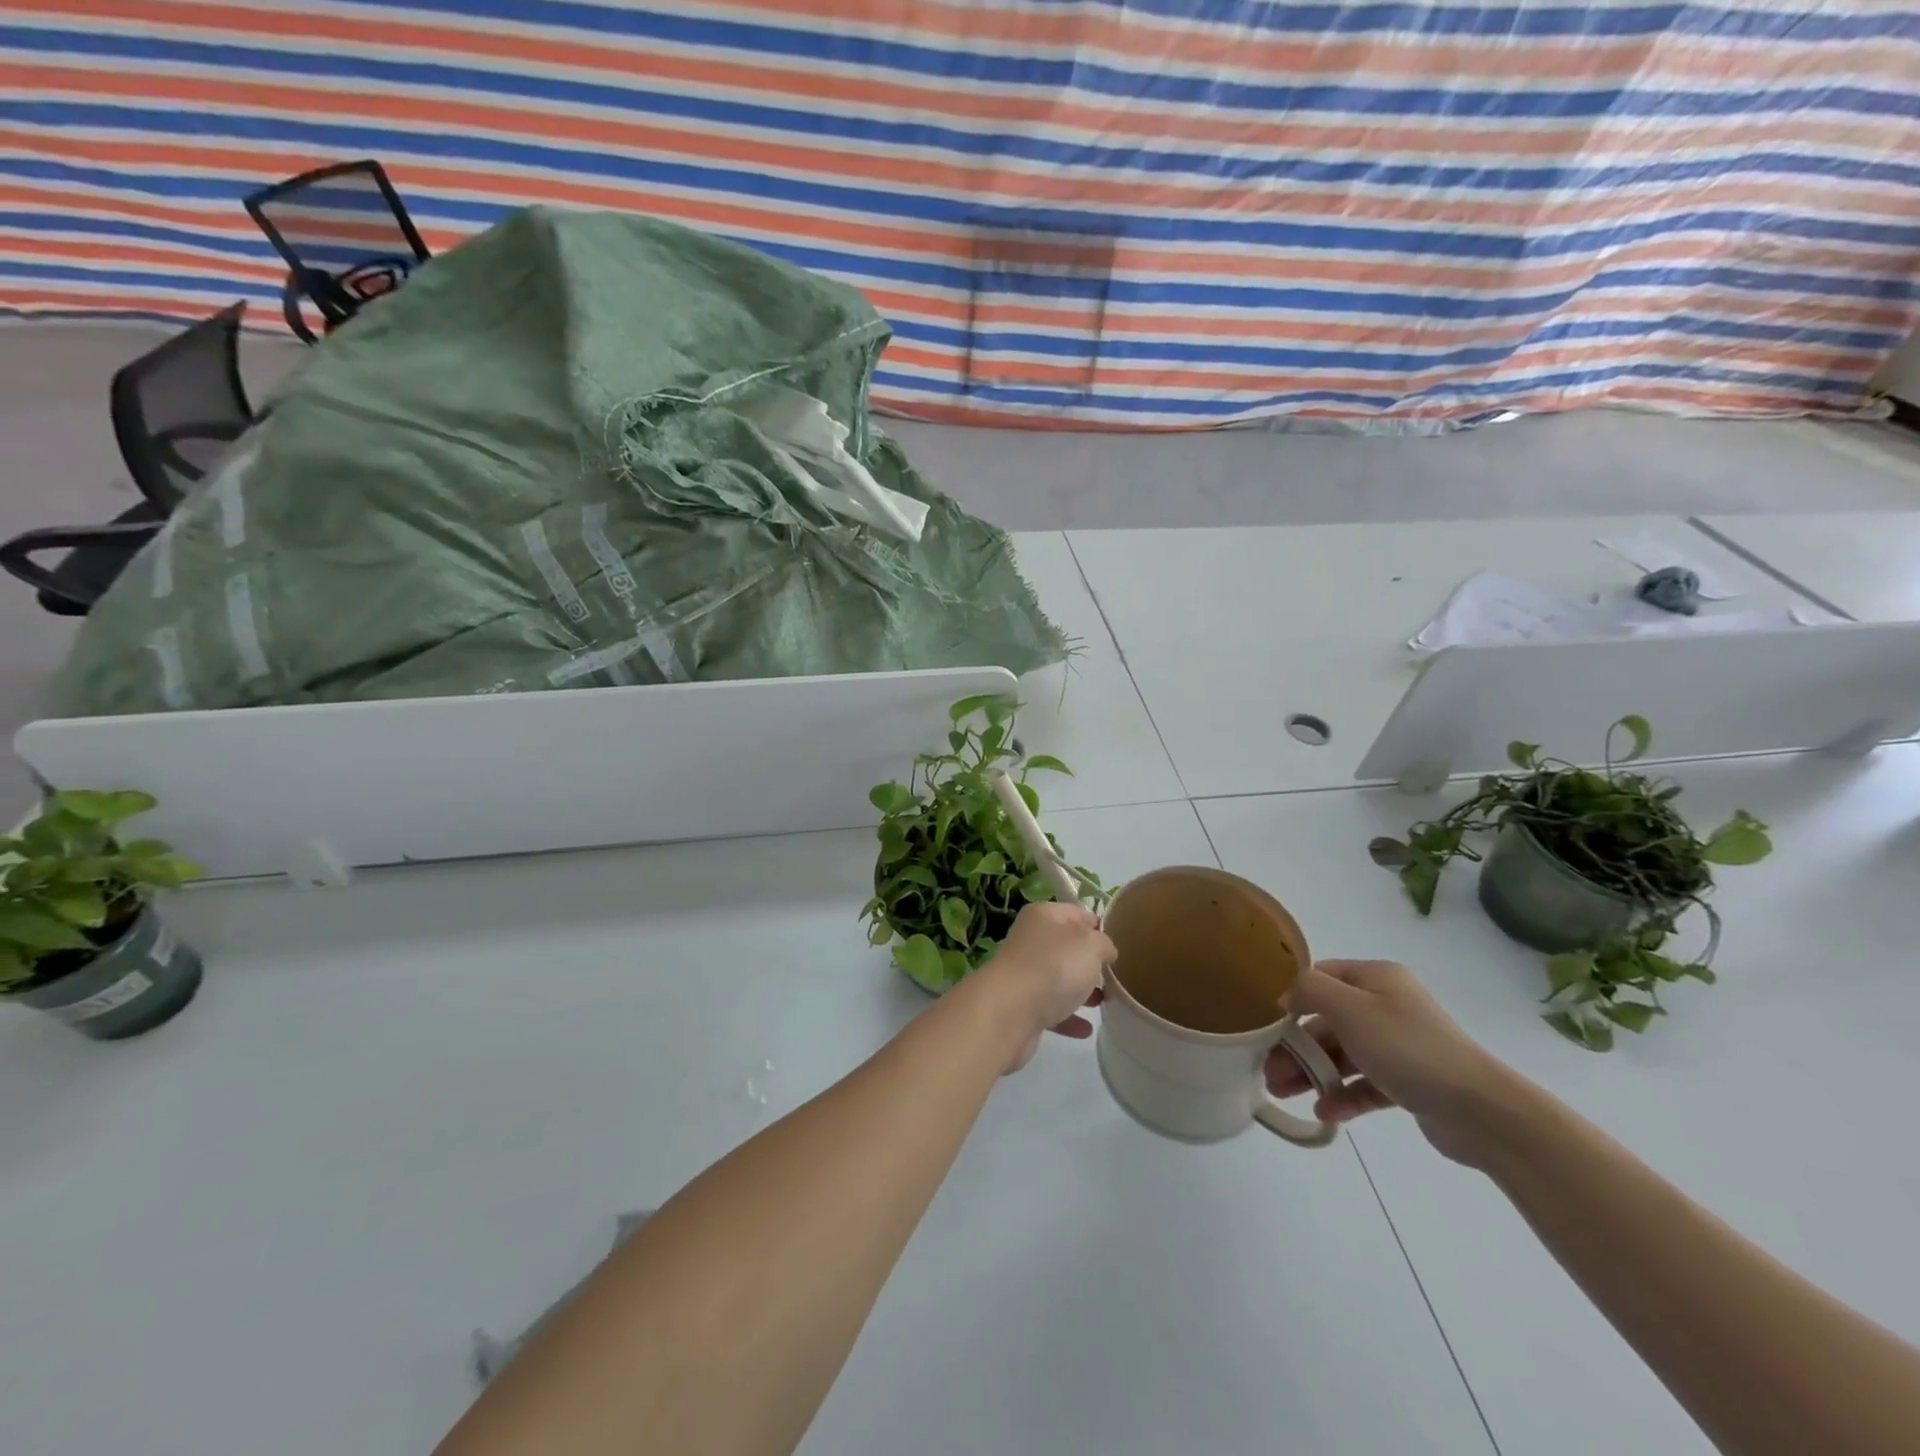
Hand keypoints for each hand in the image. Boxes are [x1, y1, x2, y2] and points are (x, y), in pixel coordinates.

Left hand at [977, 902, 1114, 1073]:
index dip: (1098, 927)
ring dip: (1080, 990)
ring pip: (1058, 978)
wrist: (1009, 1011)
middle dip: (1090, 962)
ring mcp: (1024, 973)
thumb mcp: (1091, 945)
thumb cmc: (1054, 966)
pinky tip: (1085, 1029)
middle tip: (1114, 976)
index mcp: (1044, 916)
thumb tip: (1104, 949)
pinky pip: (1051, 1008)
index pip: (1077, 913)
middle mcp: (1031, 940)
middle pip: (1067, 947)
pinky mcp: (1021, 1005)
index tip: (1119, 945)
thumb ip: (1103, 943)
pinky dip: (1068, 1017)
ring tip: (1104, 1003)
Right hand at [1266, 959, 1519, 1165]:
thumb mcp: (1349, 1009)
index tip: (1269, 1026)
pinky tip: (1324, 1112)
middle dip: (1297, 1046)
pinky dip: (1344, 1095)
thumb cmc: (1407, 1049)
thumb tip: (1288, 996)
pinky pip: (1366, 1084)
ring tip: (1284, 1094)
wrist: (1482, 1111)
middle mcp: (1388, 1005)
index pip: (1321, 977)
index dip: (1292, 997)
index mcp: (1376, 979)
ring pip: (1344, 1054)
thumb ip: (1309, 991)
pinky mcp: (1411, 1082)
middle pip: (1328, 1020)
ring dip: (1313, 1072)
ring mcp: (1400, 1045)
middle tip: (1269, 1072)